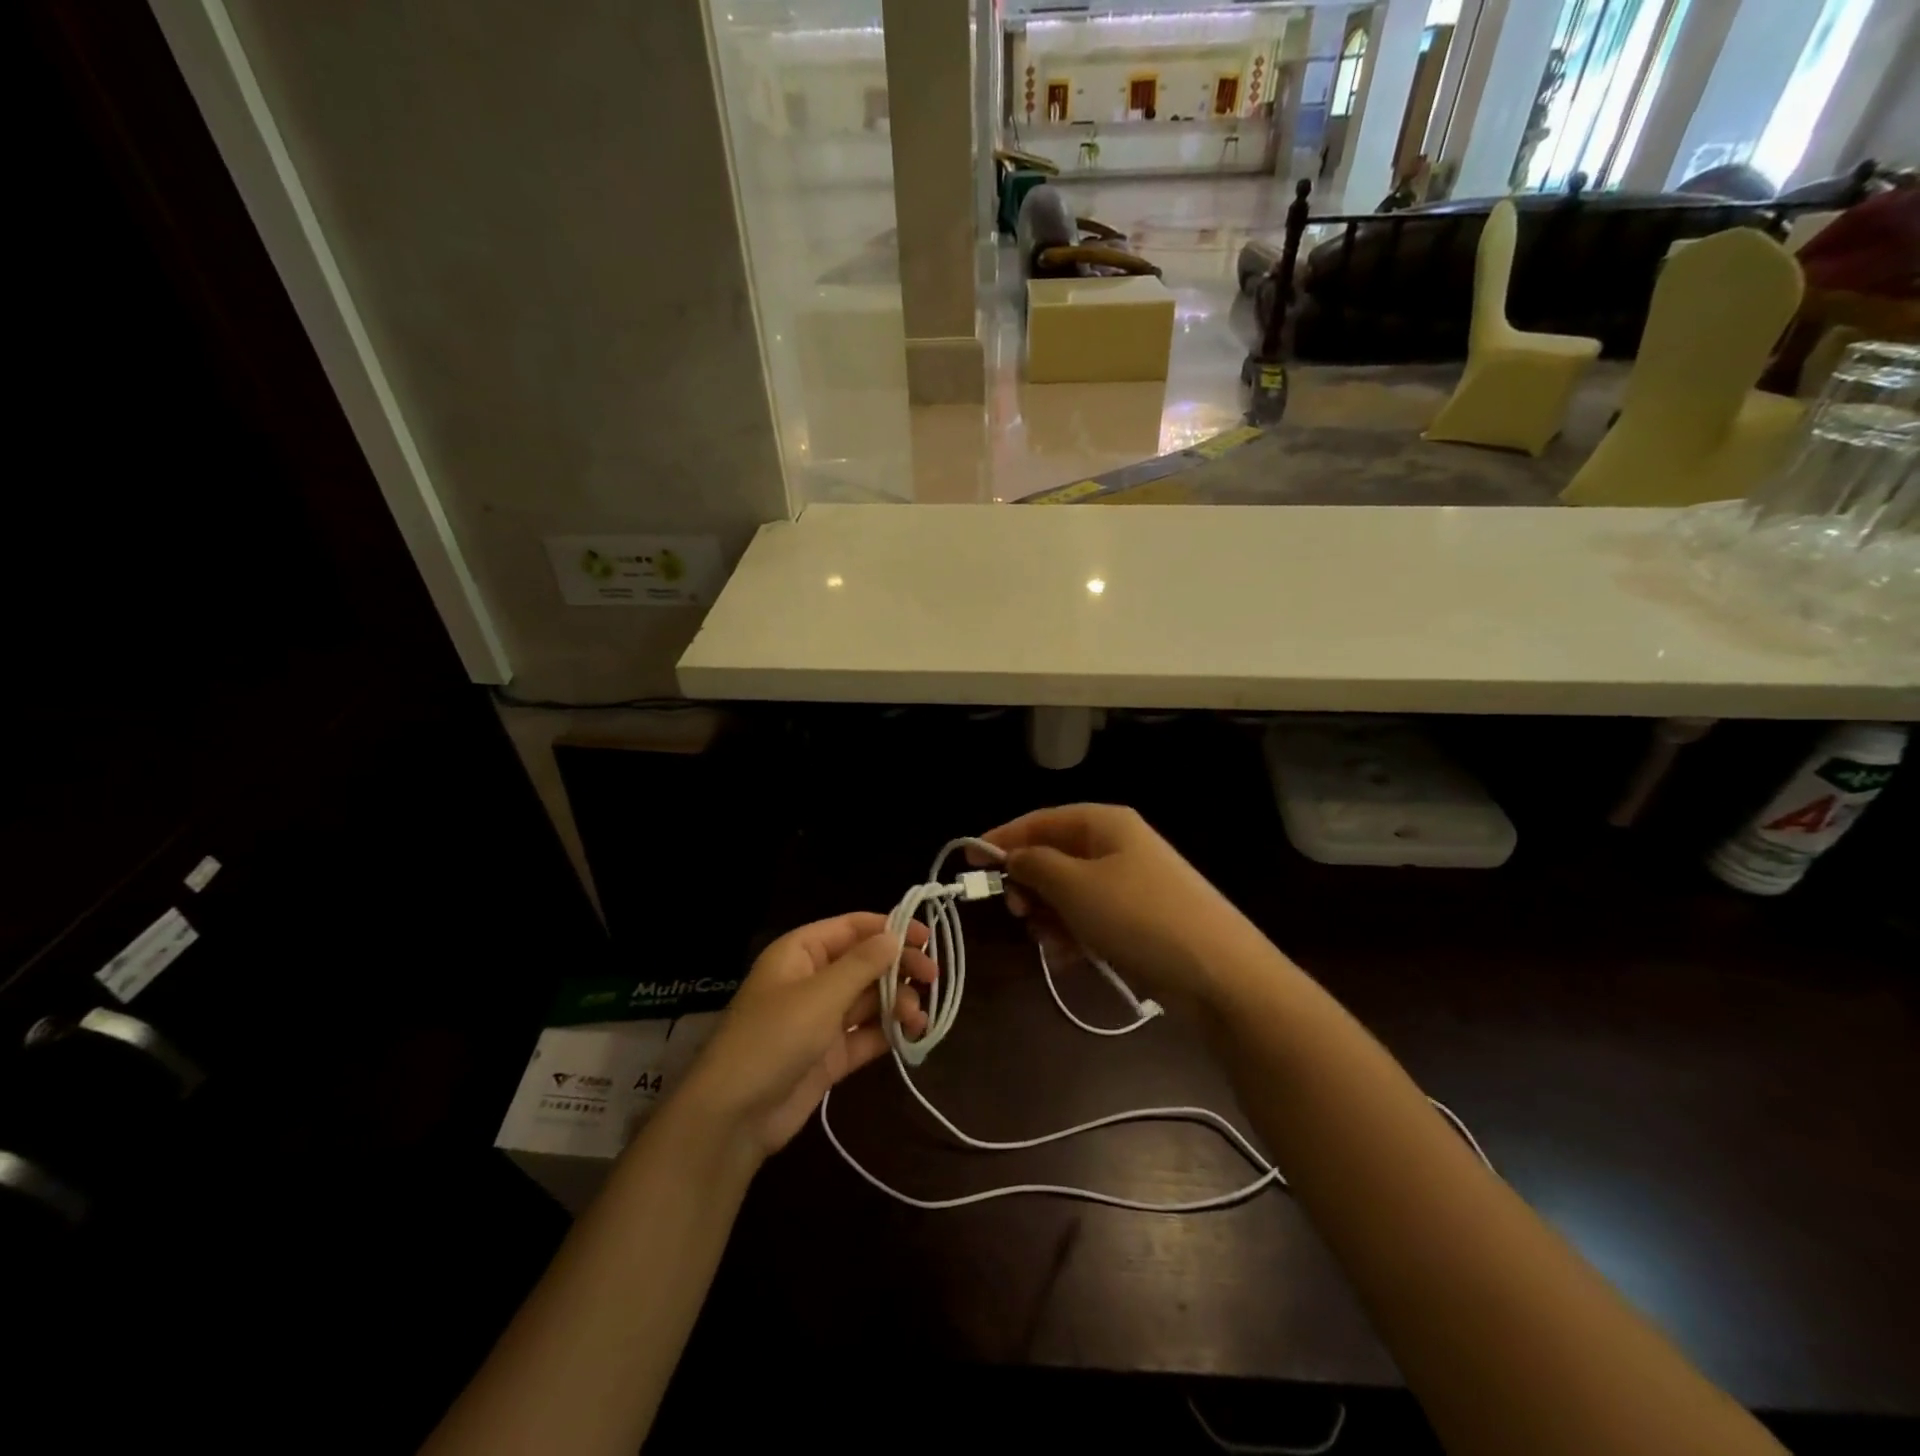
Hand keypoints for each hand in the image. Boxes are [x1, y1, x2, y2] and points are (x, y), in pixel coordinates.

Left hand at [675, 913, 934, 1157]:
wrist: (733, 1116)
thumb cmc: (773, 1039)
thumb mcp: (820, 995)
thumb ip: (862, 964)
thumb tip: (895, 936)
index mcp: (802, 952)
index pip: (853, 927)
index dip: (890, 928)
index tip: (926, 938)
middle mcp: (813, 979)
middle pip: (865, 962)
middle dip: (899, 968)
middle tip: (933, 977)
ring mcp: (821, 1019)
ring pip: (869, 999)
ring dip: (898, 1003)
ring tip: (918, 1018)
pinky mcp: (830, 1054)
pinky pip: (866, 1033)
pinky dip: (889, 1032)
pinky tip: (913, 1035)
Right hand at [973, 804, 1275, 1009]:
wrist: (1221, 975)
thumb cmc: (1140, 918)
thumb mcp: (1076, 887)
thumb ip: (1035, 865)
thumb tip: (1013, 855)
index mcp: (1105, 824)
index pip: (1041, 820)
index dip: (1003, 837)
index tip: (970, 860)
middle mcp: (1119, 846)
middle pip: (1055, 857)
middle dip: (1031, 886)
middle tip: (1020, 914)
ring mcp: (1133, 883)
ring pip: (1071, 892)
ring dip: (1051, 917)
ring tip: (1053, 946)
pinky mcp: (1142, 919)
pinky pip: (1093, 918)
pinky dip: (1076, 934)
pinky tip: (1072, 959)